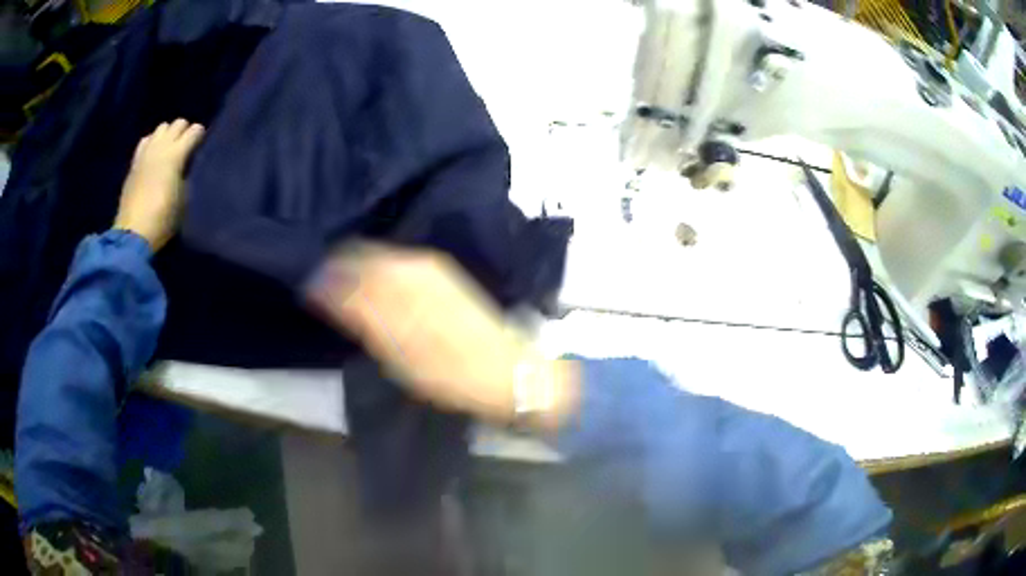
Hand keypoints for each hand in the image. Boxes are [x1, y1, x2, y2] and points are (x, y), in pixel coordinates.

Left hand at [113, 119, 204, 250]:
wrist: (133, 233)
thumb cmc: (163, 218)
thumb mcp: (184, 198)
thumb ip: (186, 174)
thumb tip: (186, 166)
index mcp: (177, 154)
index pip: (194, 131)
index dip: (200, 135)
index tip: (202, 145)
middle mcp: (161, 146)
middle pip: (177, 123)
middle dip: (184, 131)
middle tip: (187, 145)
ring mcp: (146, 152)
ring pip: (161, 128)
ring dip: (168, 134)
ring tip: (170, 148)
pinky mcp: (135, 163)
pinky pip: (146, 141)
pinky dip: (152, 142)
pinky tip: (153, 155)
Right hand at [307, 244, 577, 427]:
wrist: (507, 373)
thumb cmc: (449, 372)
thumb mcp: (397, 350)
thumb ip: (359, 312)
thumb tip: (319, 286)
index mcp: (400, 278)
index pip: (347, 263)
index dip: (322, 276)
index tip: (305, 290)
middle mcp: (415, 263)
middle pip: (361, 254)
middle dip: (336, 269)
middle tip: (317, 292)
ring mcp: (430, 268)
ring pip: (378, 258)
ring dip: (354, 270)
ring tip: (337, 293)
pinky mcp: (442, 277)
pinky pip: (396, 265)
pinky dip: (376, 275)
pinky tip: (369, 291)